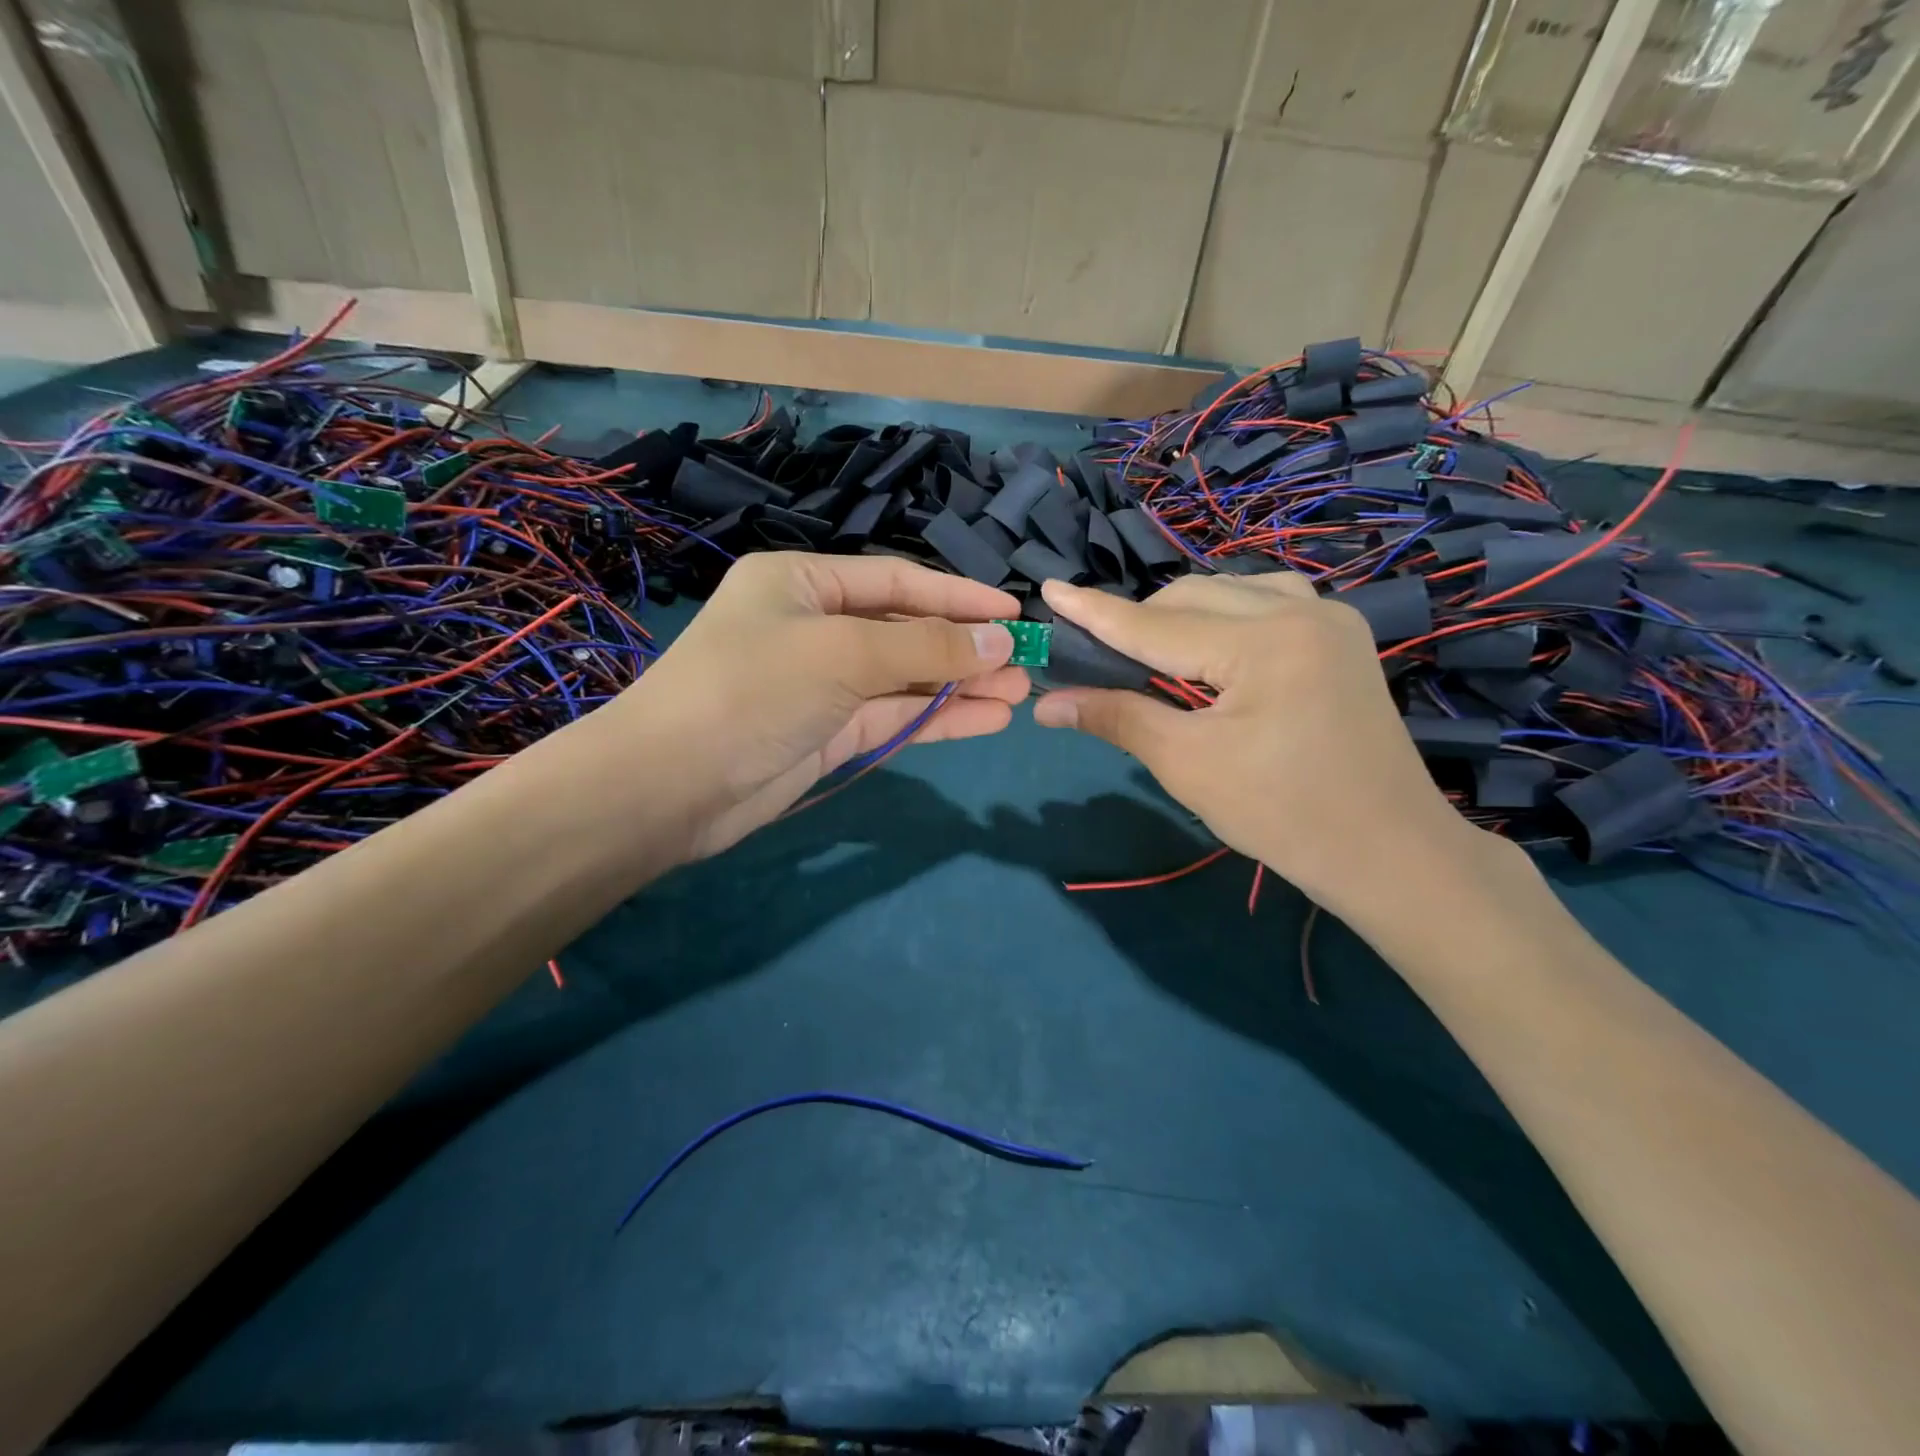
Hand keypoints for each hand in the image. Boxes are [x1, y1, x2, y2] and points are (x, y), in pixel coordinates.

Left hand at [612, 552, 1025, 858]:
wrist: (670, 787)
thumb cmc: (752, 690)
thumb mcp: (843, 653)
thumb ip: (926, 647)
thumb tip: (1002, 640)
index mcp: (801, 583)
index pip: (896, 580)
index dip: (959, 597)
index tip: (1014, 614)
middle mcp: (812, 626)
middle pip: (904, 630)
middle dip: (964, 647)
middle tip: (1026, 662)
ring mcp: (821, 684)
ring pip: (903, 678)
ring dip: (959, 686)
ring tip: (1019, 694)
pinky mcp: (826, 734)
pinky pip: (891, 717)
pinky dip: (936, 718)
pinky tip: (987, 719)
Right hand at [1031, 572, 1496, 922]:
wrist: (1388, 852)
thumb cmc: (1283, 815)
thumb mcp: (1188, 765)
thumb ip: (1117, 718)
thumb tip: (1046, 704)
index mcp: (1265, 641)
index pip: (1155, 624)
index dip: (1095, 612)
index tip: (1047, 590)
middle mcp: (1300, 610)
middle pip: (1191, 597)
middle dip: (1138, 621)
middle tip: (1097, 655)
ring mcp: (1329, 618)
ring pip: (1228, 592)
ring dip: (1180, 615)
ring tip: (1150, 654)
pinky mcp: (1340, 637)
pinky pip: (1266, 602)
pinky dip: (1224, 617)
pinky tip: (1211, 645)